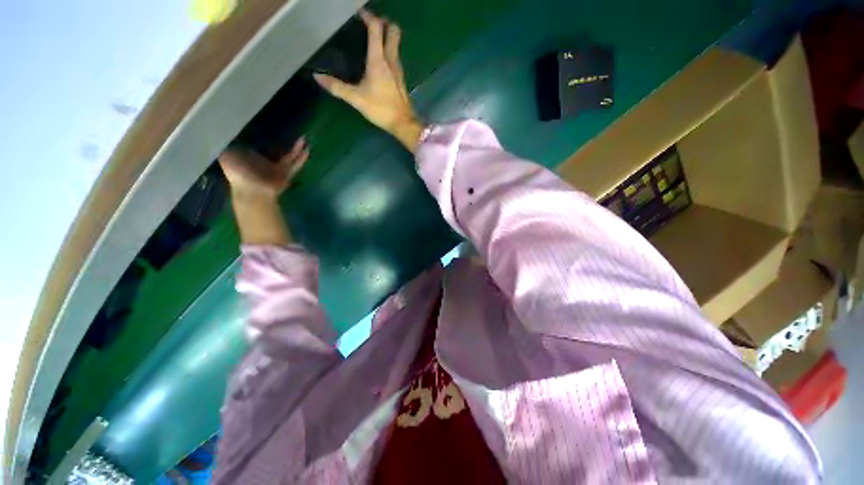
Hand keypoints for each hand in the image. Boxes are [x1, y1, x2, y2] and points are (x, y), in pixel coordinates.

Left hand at [219, 138, 308, 199]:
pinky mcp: (285, 174)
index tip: (266, 125)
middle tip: (289, 131)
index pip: (256, 145)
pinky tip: (307, 150)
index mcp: (249, 158)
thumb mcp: (225, 155)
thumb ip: (225, 144)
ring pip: (288, 156)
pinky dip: (301, 158)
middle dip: (282, 142)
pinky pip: (295, 165)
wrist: (252, 191)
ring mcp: (276, 169)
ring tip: (304, 139)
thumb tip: (222, 129)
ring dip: (296, 148)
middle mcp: (263, 162)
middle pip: (275, 149)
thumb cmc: (238, 172)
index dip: (261, 135)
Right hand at [314, 10, 424, 152]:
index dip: (369, 16)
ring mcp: (398, 69)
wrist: (403, 123)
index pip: (376, 28)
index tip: (359, 14)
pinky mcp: (401, 78)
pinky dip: (389, 50)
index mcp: (378, 60)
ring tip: (373, 39)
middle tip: (371, 23)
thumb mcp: (356, 99)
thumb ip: (337, 87)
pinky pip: (395, 56)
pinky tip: (380, 60)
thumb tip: (317, 77)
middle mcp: (391, 60)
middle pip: (393, 31)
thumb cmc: (381, 109)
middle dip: (384, 22)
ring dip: (387, 36)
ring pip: (396, 44)